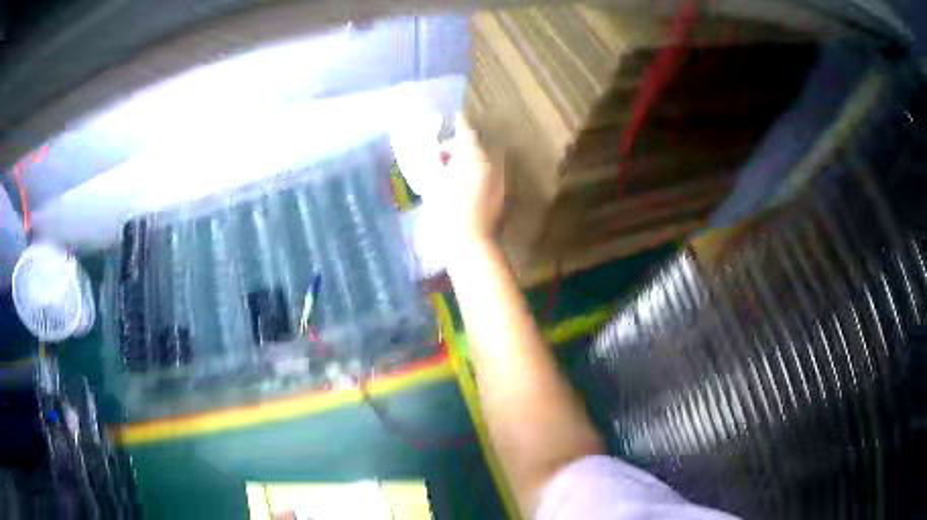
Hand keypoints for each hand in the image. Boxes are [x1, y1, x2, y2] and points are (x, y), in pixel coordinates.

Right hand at [434, 115, 504, 244]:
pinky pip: (489, 175)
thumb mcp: (435, 186)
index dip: (460, 123)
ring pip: (484, 162)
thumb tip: (441, 157)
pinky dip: (478, 173)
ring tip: (453, 171)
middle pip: (477, 147)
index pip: (466, 134)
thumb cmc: (447, 214)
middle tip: (444, 154)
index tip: (456, 114)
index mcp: (474, 158)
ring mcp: (499, 181)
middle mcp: (491, 165)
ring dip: (470, 160)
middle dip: (462, 147)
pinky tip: (465, 185)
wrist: (471, 244)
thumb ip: (438, 166)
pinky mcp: (502, 195)